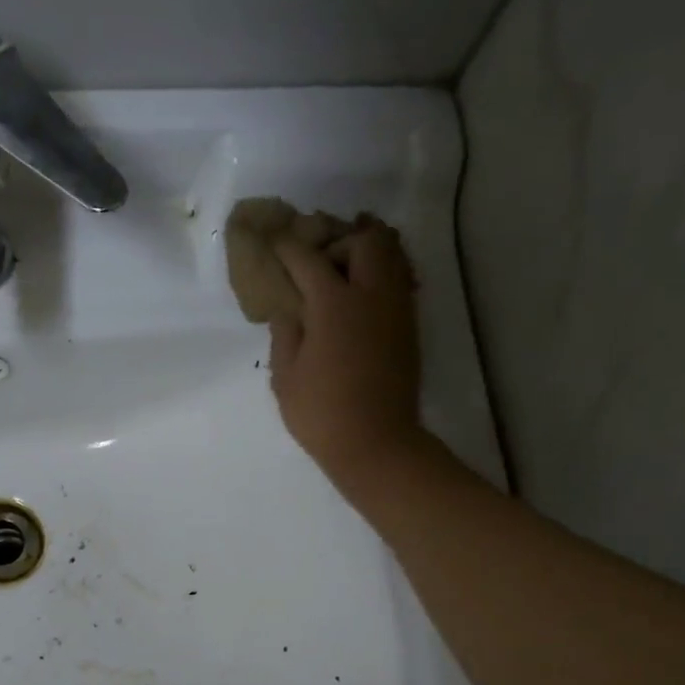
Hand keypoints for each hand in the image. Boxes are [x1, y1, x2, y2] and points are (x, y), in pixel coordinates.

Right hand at [269, 220, 425, 492]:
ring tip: (347, 270)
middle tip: (320, 265)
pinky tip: (364, 297)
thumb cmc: (321, 413)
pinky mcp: (409, 327)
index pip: (307, 259)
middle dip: (340, 243)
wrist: (376, 443)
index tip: (275, 244)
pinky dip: (383, 275)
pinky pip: (401, 281)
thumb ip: (285, 334)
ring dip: (367, 254)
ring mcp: (396, 309)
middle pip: (364, 241)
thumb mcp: (285, 376)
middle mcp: (370, 295)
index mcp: (333, 303)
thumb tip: (289, 310)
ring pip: (392, 255)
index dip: (288, 248)